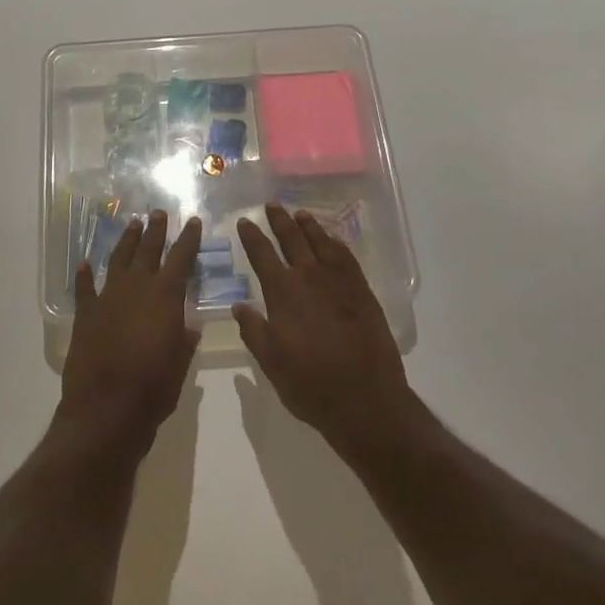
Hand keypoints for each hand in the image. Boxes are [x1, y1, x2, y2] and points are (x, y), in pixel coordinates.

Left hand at [59, 209, 201, 455]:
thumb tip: (189, 326)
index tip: (194, 221)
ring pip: (118, 260)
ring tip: (132, 224)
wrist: (106, 408)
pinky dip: (84, 276)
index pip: (181, 258)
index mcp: (165, 297)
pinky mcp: (85, 314)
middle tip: (158, 212)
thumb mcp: (180, 365)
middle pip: (148, 250)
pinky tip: (84, 264)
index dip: (189, 239)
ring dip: (126, 242)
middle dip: (155, 230)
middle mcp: (136, 288)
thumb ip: (183, 340)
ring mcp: (107, 298)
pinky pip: (85, 289)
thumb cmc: (153, 388)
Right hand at [234, 204, 414, 463]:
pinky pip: (347, 258)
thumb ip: (254, 331)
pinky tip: (332, 241)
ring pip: (321, 243)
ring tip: (300, 214)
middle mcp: (310, 278)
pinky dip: (336, 244)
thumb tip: (239, 305)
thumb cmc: (311, 385)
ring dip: (309, 226)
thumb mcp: (271, 363)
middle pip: (292, 240)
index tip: (244, 221)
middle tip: (272, 205)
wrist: (366, 400)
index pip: (262, 255)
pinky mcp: (362, 292)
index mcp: (283, 293)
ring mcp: (340, 283)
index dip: (252, 236)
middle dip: (280, 221)